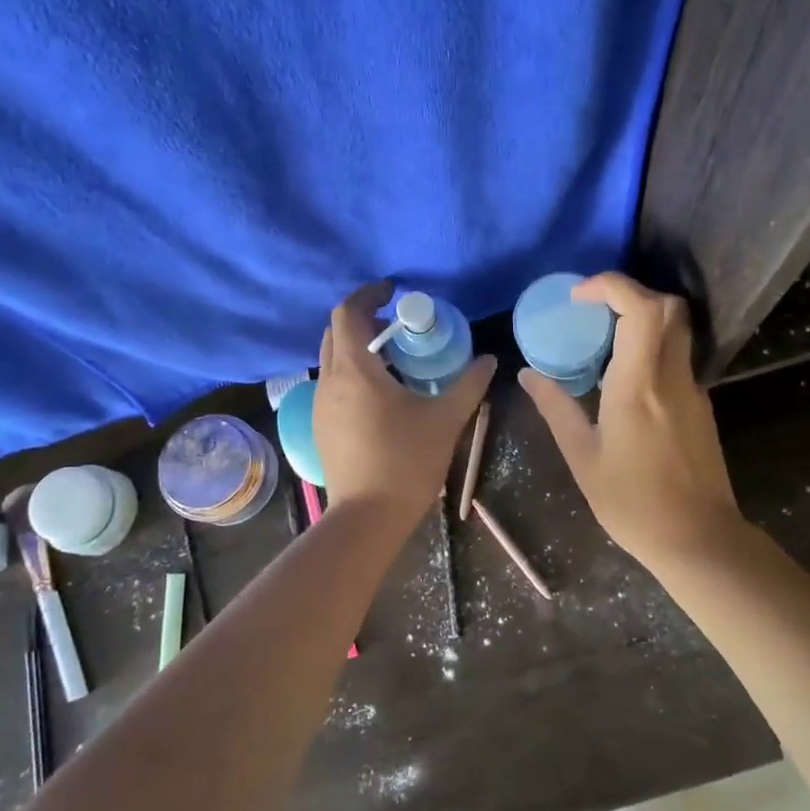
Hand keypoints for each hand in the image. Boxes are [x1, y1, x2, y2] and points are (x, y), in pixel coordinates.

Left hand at [315, 281, 495, 526]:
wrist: (367, 518)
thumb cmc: (406, 462)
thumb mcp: (445, 420)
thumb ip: (468, 385)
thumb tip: (489, 360)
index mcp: (355, 371)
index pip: (346, 313)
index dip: (367, 294)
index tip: (392, 292)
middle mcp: (329, 381)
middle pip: (336, 334)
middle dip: (363, 321)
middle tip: (398, 328)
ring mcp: (320, 406)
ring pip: (333, 361)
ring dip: (358, 350)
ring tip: (394, 362)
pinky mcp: (321, 427)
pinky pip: (333, 385)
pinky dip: (353, 375)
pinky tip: (382, 397)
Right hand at [517, 273, 742, 568]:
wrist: (698, 538)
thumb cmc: (633, 503)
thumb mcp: (583, 458)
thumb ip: (556, 409)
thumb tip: (528, 375)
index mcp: (638, 384)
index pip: (641, 307)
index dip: (612, 286)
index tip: (580, 296)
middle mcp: (672, 376)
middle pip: (669, 306)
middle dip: (631, 295)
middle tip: (594, 313)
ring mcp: (693, 389)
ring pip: (677, 330)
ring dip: (643, 321)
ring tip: (604, 346)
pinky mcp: (701, 405)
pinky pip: (678, 358)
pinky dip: (653, 350)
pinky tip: (625, 382)